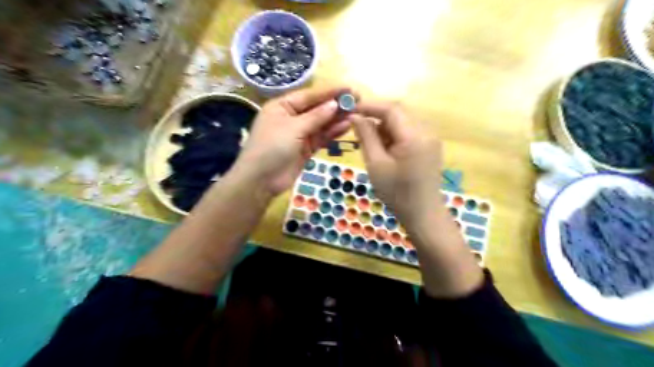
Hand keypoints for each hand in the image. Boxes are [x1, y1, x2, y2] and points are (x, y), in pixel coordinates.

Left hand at [235, 88, 355, 195]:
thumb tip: (335, 104)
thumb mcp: (293, 128)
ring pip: (321, 124)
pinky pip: (321, 137)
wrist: (261, 180)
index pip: (309, 96)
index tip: (348, 88)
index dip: (329, 92)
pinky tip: (346, 126)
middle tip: (357, 100)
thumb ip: (316, 116)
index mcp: (282, 106)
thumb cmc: (272, 147)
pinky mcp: (306, 148)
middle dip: (335, 105)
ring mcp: (299, 134)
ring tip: (355, 113)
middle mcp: (291, 117)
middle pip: (316, 109)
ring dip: (336, 119)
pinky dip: (332, 132)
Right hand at [352, 100, 444, 225]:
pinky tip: (384, 147)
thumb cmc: (396, 193)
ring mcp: (430, 138)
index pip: (391, 109)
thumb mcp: (376, 164)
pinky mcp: (429, 146)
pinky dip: (394, 134)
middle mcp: (427, 131)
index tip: (350, 109)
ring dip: (384, 125)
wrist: (423, 214)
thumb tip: (354, 116)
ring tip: (368, 139)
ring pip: (403, 121)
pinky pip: (409, 131)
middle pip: (399, 112)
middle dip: (376, 115)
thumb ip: (366, 136)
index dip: (369, 106)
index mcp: (414, 136)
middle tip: (356, 125)